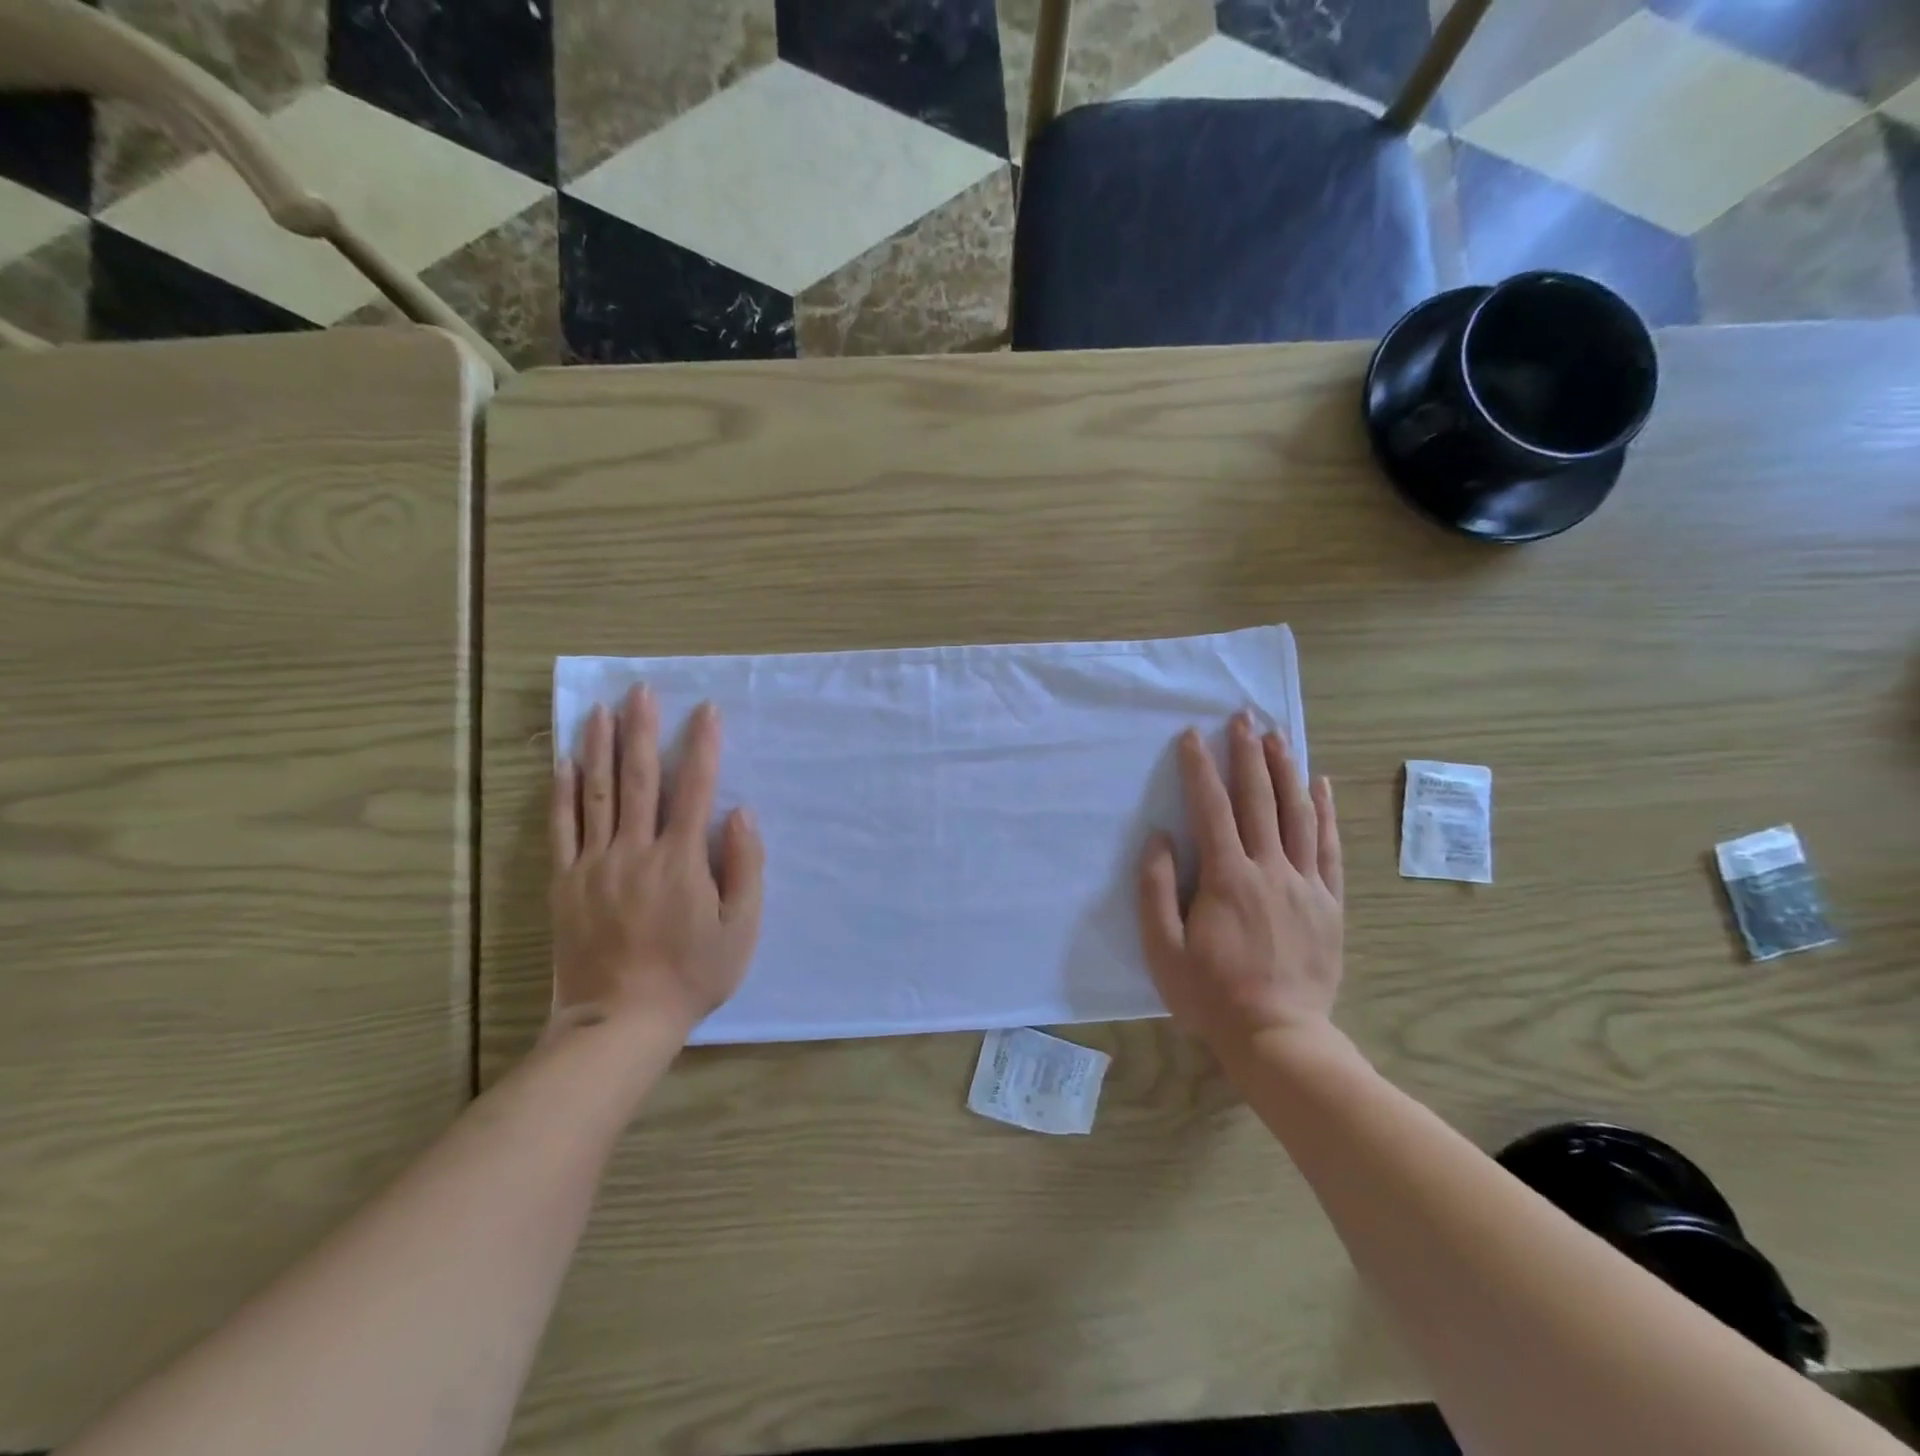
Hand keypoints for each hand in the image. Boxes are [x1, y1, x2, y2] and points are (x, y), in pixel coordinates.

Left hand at [548, 686, 764, 1036]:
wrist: (619, 1021)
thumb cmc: (691, 975)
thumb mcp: (740, 929)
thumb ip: (744, 868)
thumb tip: (740, 814)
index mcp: (680, 861)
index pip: (695, 788)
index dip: (703, 747)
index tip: (707, 711)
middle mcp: (635, 851)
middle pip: (639, 779)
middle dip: (643, 731)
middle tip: (642, 692)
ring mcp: (594, 865)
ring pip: (596, 794)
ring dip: (600, 747)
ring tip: (601, 710)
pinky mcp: (565, 883)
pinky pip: (560, 829)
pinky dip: (561, 793)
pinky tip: (563, 763)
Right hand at [1138, 713, 1343, 1055]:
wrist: (1279, 1036)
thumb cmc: (1211, 994)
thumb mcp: (1163, 949)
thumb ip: (1157, 889)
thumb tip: (1160, 838)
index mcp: (1227, 878)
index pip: (1212, 809)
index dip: (1200, 768)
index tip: (1192, 735)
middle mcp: (1269, 869)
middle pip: (1259, 799)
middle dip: (1247, 754)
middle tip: (1242, 716)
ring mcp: (1305, 884)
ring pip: (1298, 814)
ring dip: (1286, 770)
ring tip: (1278, 735)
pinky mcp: (1329, 902)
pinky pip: (1328, 848)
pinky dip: (1324, 812)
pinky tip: (1321, 785)